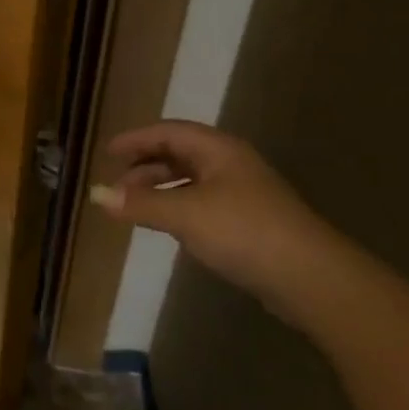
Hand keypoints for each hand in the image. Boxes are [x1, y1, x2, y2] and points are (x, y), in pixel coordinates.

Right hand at [93, 120, 347, 319]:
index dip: (136, 140)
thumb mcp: (185, 214)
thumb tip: (98, 194)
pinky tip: (170, 226)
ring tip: (135, 207)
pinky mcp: (250, 221)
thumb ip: (141, 203)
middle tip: (118, 186)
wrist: (310, 277)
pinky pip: (203, 203)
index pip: (168, 132)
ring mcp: (243, 192)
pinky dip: (179, 207)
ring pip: (191, 180)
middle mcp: (230, 163)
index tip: (108, 152)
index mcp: (217, 149)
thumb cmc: (243, 231)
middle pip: (179, 154)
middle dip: (146, 167)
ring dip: (161, 189)